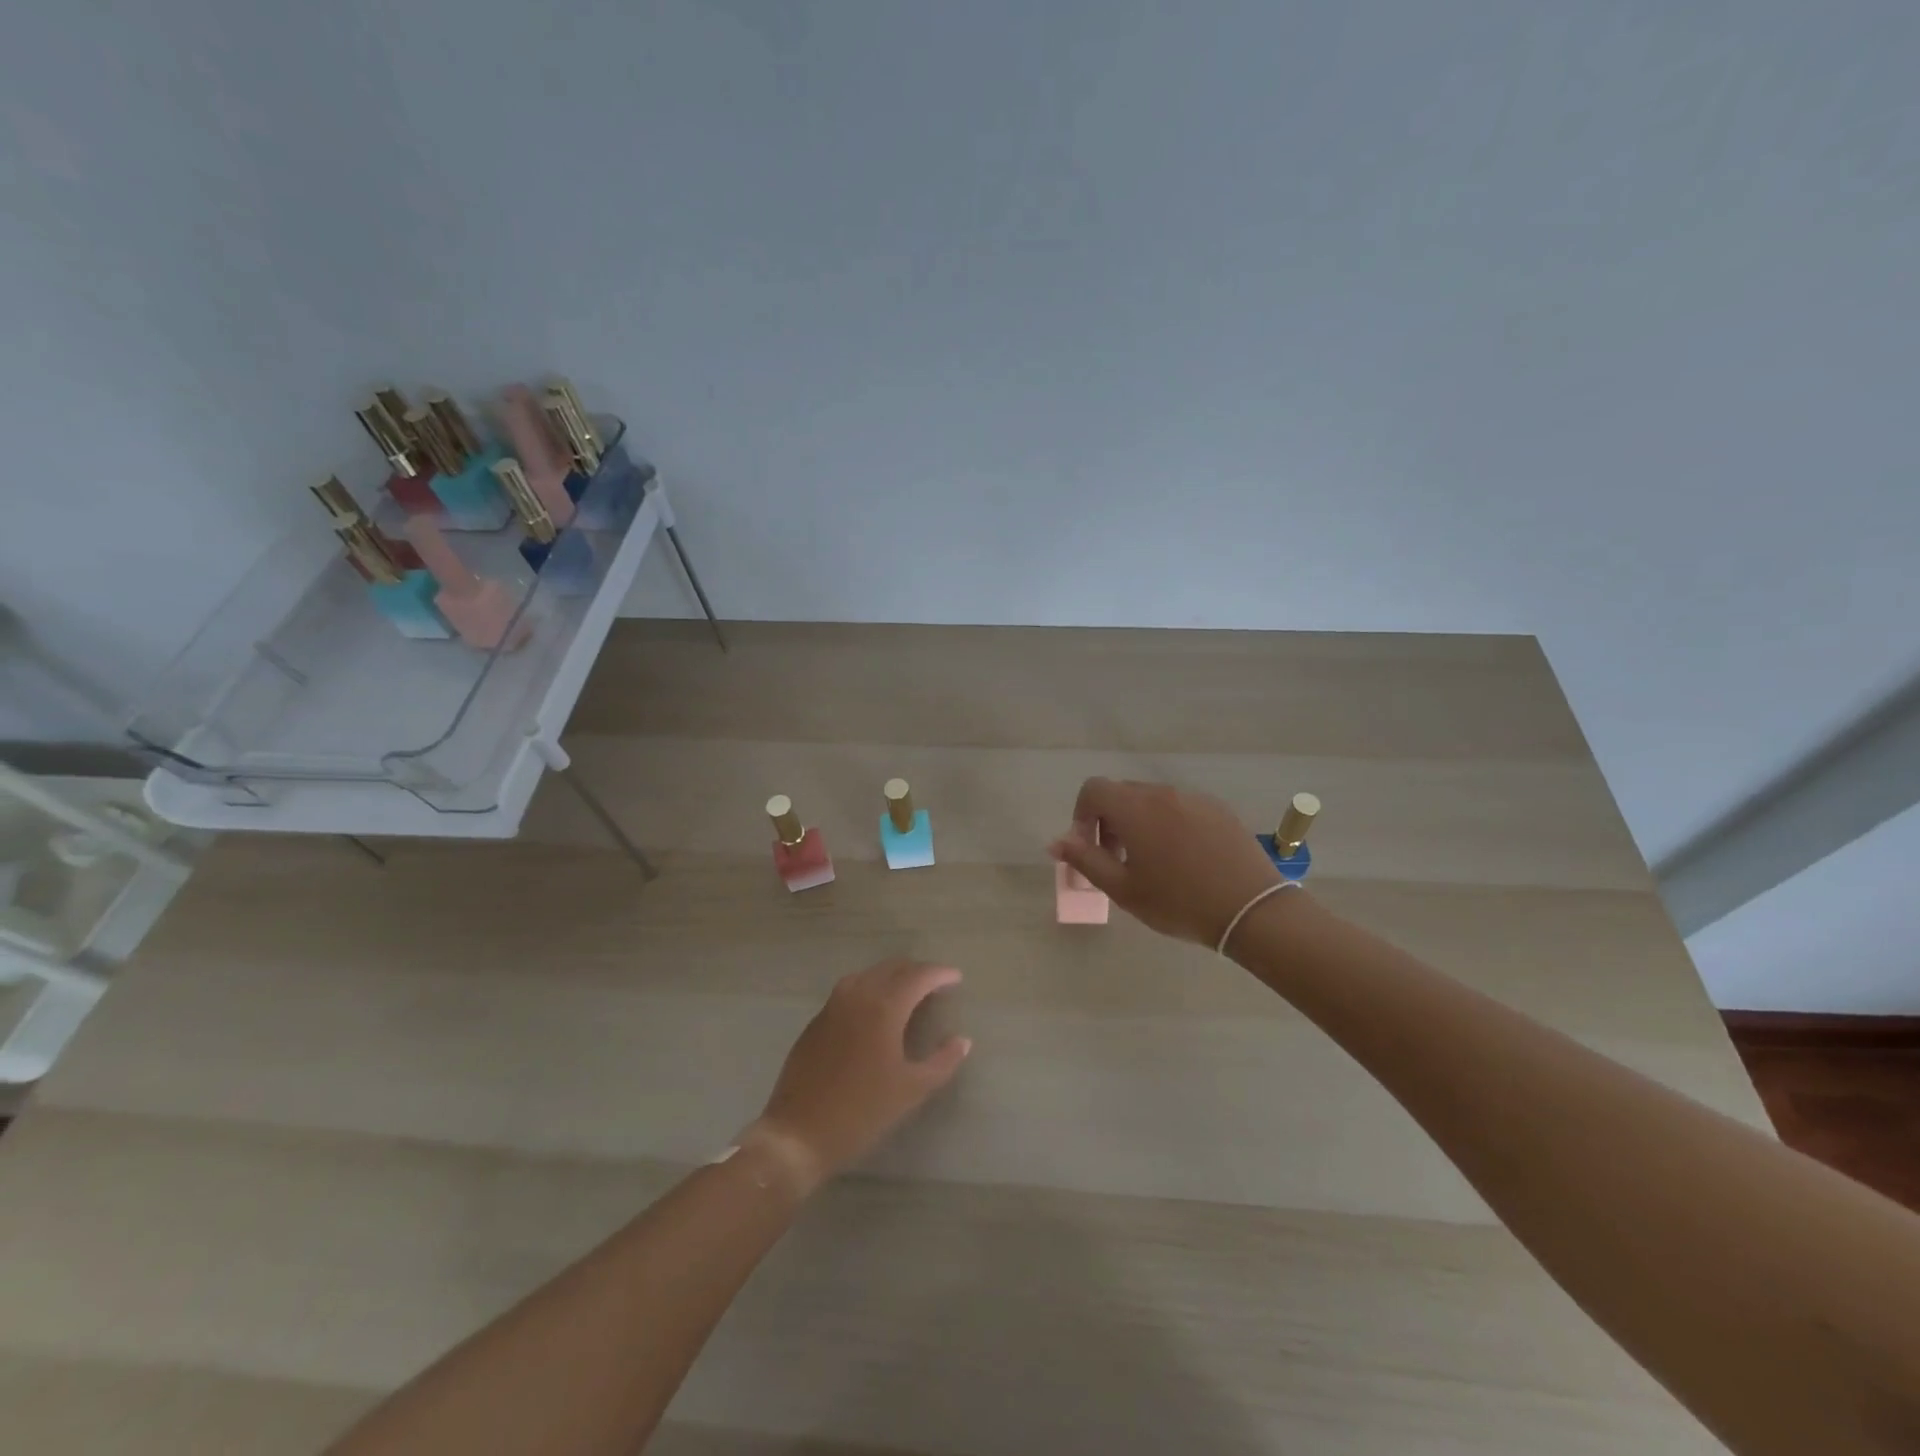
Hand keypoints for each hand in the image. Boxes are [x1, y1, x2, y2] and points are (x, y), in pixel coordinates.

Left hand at [755, 959, 971, 1183]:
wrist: (798, 1133)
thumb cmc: (861, 1112)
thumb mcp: (911, 1090)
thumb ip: (942, 1062)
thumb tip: (962, 1040)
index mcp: (884, 1007)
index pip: (918, 976)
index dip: (939, 974)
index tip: (956, 978)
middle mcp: (857, 996)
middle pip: (891, 968)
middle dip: (916, 971)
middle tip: (935, 983)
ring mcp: (833, 1006)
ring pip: (868, 975)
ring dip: (891, 976)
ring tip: (908, 991)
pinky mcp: (816, 1021)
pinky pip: (849, 990)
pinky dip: (869, 988)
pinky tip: (875, 1009)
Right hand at [1049, 778, 1287, 946]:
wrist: (1251, 910)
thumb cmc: (1179, 902)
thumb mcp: (1123, 889)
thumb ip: (1085, 860)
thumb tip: (1057, 841)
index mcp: (1134, 808)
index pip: (1093, 789)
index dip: (1082, 815)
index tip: (1092, 848)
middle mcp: (1162, 793)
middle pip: (1122, 793)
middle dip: (1110, 821)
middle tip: (1120, 861)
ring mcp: (1194, 798)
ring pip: (1153, 800)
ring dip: (1140, 823)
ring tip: (1154, 863)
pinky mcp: (1218, 809)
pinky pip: (1181, 807)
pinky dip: (1170, 824)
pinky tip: (1186, 859)